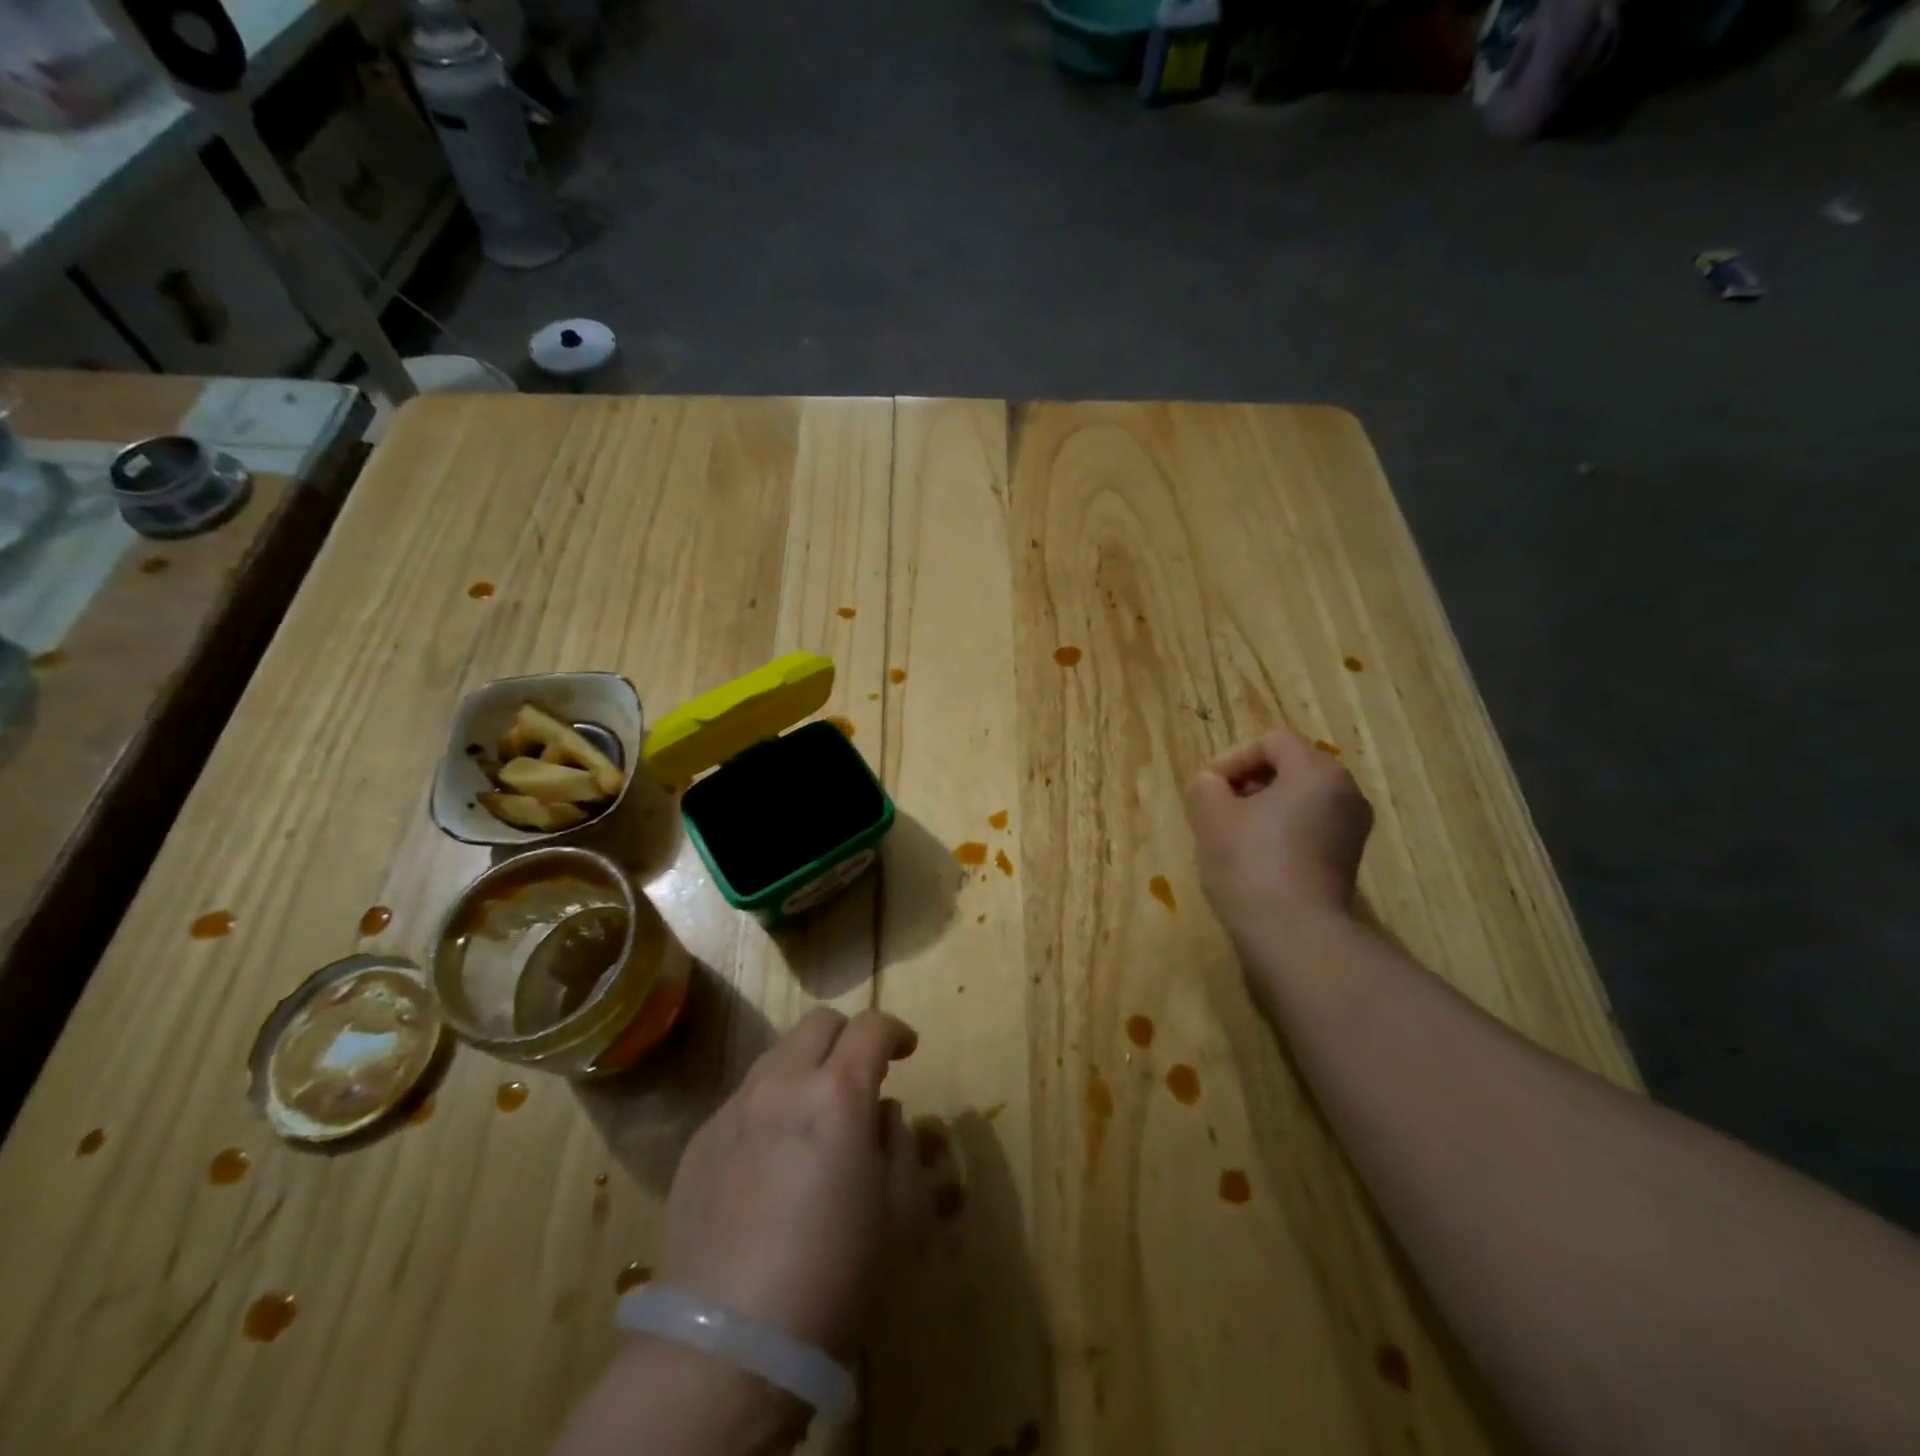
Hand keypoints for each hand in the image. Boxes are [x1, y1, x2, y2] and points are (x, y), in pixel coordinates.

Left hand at [655, 1007, 919, 1358]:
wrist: (727, 1343)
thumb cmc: (832, 1275)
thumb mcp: (896, 1211)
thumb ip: (896, 1142)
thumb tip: (880, 1113)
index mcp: (839, 1094)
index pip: (872, 1027)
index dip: (895, 1030)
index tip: (907, 1050)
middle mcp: (783, 1083)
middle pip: (819, 1023)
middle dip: (848, 1036)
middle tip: (861, 1074)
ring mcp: (735, 1108)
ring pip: (777, 1055)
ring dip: (806, 1067)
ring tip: (813, 1116)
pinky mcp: (700, 1139)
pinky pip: (744, 1099)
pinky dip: (770, 1106)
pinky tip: (770, 1159)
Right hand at [1185, 729, 1373, 940]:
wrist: (1294, 934)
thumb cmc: (1251, 863)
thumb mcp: (1211, 816)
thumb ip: (1206, 787)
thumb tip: (1212, 785)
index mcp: (1317, 772)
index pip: (1272, 742)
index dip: (1234, 759)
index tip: (1210, 790)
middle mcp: (1345, 793)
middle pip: (1290, 768)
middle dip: (1249, 783)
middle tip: (1219, 809)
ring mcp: (1352, 830)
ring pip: (1300, 800)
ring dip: (1263, 809)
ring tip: (1233, 835)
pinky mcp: (1347, 861)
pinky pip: (1310, 828)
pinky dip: (1282, 833)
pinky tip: (1256, 860)